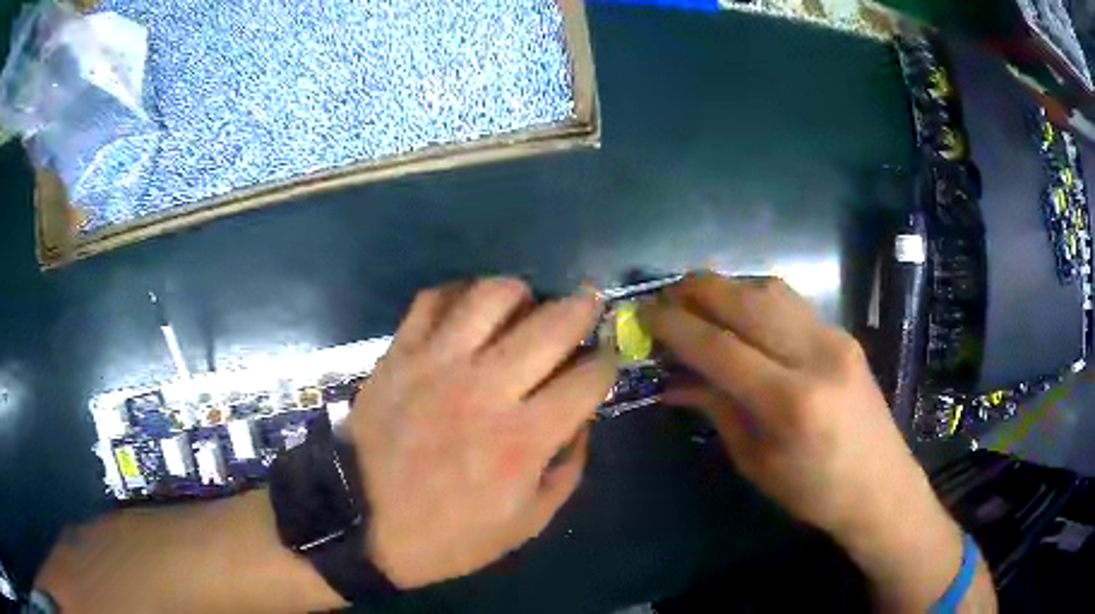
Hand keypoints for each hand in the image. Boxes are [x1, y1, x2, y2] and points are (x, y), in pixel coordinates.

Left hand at [344, 278, 615, 588]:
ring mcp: (437, 364)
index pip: (588, 378)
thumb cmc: (447, 535)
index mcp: (522, 438)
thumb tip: (582, 422)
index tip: (605, 363)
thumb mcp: (524, 525)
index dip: (607, 364)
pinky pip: (434, 300)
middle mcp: (486, 389)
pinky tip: (468, 310)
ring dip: (521, 293)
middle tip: (588, 305)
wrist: (359, 524)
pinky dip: (458, 294)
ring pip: (492, 296)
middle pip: (552, 323)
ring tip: (525, 305)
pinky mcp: (399, 354)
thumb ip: (566, 472)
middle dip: (583, 308)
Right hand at [638, 273, 940, 544]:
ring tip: (696, 299)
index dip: (676, 326)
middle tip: (664, 297)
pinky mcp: (843, 333)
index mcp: (790, 402)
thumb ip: (717, 410)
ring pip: (770, 290)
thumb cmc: (813, 491)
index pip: (720, 347)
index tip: (643, 315)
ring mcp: (835, 338)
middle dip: (697, 291)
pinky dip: (754, 298)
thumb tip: (675, 378)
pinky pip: (790, 302)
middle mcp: (815, 356)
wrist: (880, 485)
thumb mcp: (756, 462)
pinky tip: (738, 313)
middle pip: (746, 301)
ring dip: (727, 287)